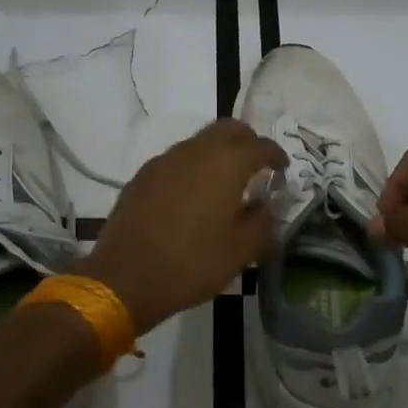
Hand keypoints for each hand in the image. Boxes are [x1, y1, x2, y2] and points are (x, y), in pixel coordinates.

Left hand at [81, 119, 287, 334]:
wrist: (124, 277)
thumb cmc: (190, 264)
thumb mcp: (239, 252)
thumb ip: (262, 223)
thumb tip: (268, 208)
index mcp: (225, 164)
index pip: (260, 146)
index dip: (276, 155)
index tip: (283, 169)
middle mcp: (196, 151)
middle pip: (229, 129)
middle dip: (248, 142)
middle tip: (257, 166)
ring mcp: (165, 160)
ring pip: (201, 141)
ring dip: (219, 152)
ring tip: (226, 183)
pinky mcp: (144, 174)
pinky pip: (178, 159)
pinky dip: (194, 166)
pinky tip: (194, 195)